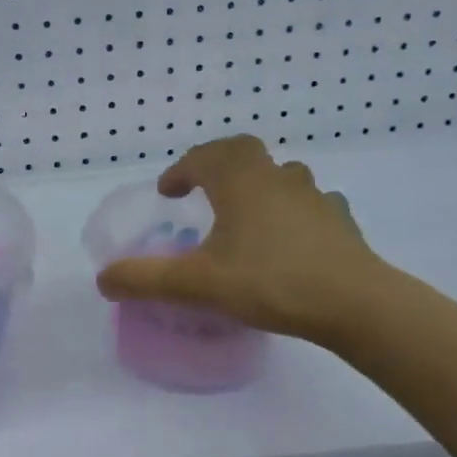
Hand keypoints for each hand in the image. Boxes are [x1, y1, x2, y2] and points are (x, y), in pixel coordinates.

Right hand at [96, 135, 384, 342]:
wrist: (354, 303)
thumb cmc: (270, 281)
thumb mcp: (198, 283)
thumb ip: (146, 279)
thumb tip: (103, 280)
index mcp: (240, 181)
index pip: (204, 157)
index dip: (181, 170)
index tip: (168, 191)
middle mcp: (277, 178)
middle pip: (244, 152)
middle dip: (218, 164)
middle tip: (204, 189)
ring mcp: (314, 197)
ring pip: (281, 175)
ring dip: (258, 184)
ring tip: (245, 214)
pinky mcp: (340, 221)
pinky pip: (310, 203)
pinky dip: (293, 210)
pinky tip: (290, 237)